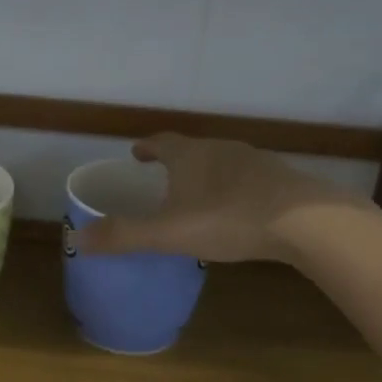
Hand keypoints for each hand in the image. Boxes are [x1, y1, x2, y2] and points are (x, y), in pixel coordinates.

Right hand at [75, 133, 360, 263]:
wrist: (305, 221)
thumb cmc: (228, 219)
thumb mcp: (168, 233)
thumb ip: (123, 236)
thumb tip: (76, 239)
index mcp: (189, 155)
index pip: (160, 142)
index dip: (146, 148)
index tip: (136, 153)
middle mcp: (220, 149)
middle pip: (191, 149)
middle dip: (175, 161)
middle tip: (163, 176)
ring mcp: (254, 161)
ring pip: (221, 162)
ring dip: (206, 174)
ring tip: (198, 194)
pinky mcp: (280, 178)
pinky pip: (247, 179)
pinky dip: (234, 188)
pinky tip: (238, 209)